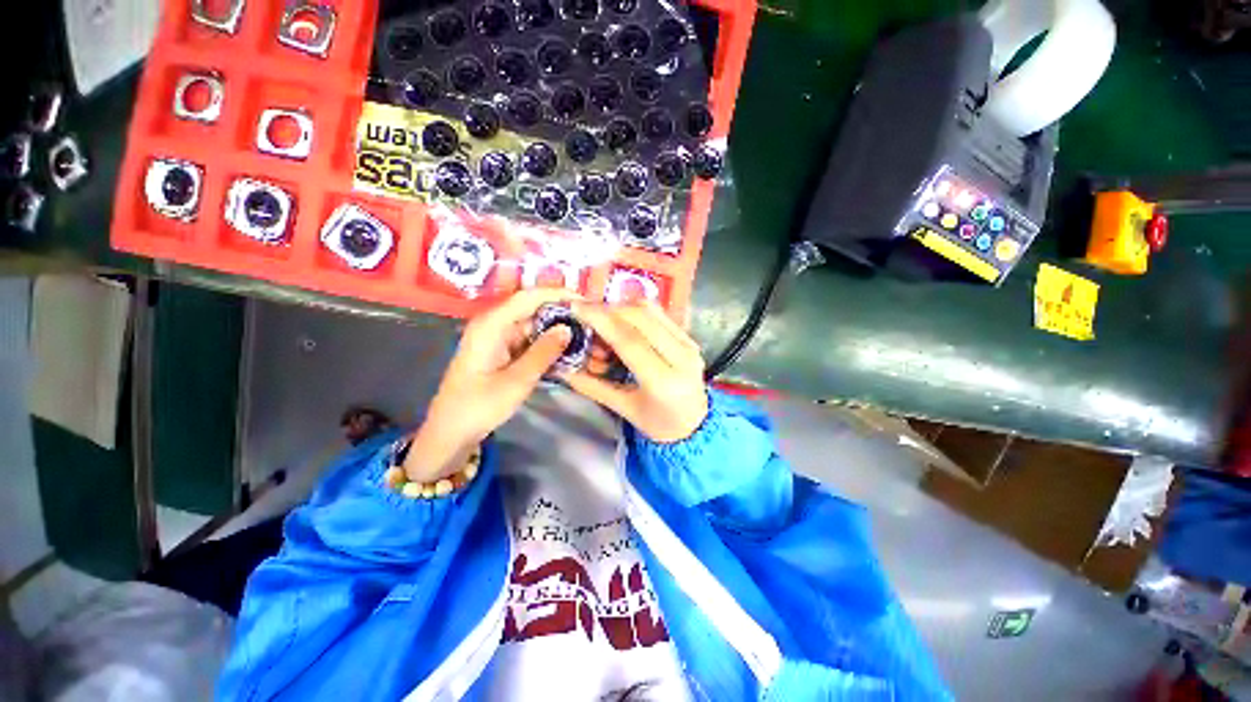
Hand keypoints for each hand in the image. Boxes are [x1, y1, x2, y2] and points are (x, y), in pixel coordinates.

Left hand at [404, 289, 580, 481]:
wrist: (451, 432)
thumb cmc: (479, 406)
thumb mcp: (517, 380)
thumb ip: (544, 352)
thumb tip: (568, 328)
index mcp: (491, 325)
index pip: (528, 297)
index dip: (558, 294)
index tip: (585, 301)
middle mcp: (494, 324)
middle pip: (532, 308)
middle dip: (561, 312)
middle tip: (590, 321)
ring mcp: (498, 337)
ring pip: (533, 324)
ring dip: (556, 329)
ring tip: (585, 333)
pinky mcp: (502, 350)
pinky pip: (529, 339)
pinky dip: (547, 342)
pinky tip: (567, 348)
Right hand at [561, 300, 708, 442]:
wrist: (696, 425)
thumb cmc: (658, 424)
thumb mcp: (624, 409)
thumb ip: (591, 385)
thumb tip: (560, 366)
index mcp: (663, 381)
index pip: (629, 340)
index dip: (600, 320)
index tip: (576, 307)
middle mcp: (681, 356)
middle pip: (640, 316)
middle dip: (607, 309)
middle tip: (585, 316)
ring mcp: (689, 343)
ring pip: (651, 309)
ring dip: (621, 308)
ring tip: (603, 323)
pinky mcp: (690, 336)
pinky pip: (659, 313)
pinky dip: (635, 312)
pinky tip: (622, 324)